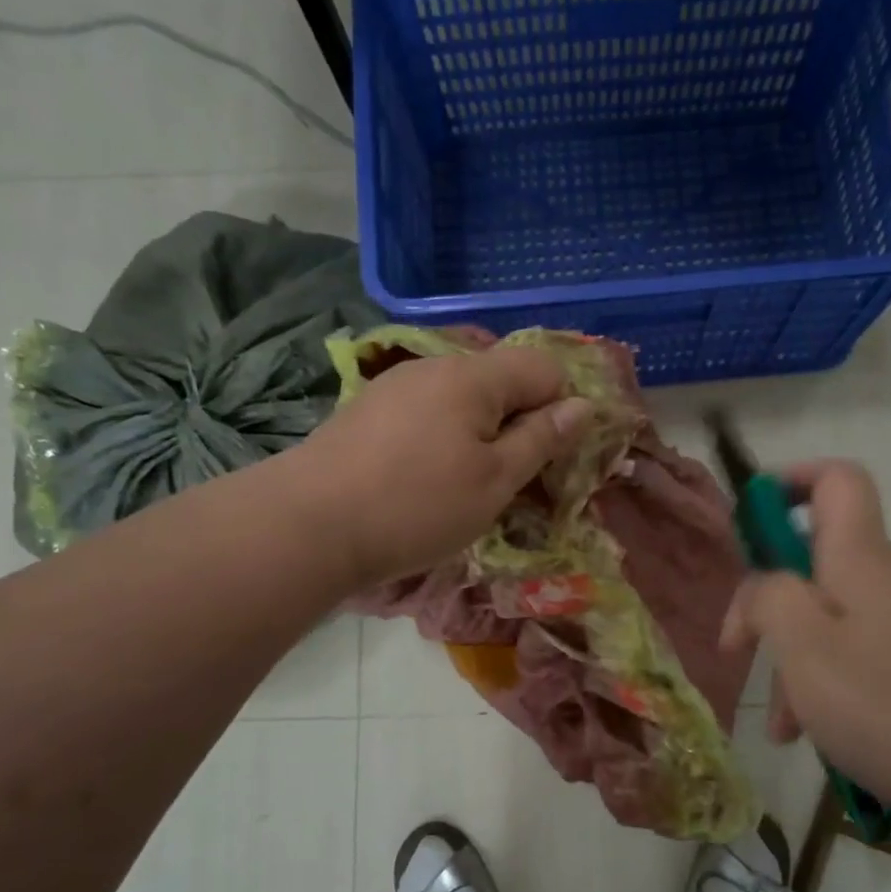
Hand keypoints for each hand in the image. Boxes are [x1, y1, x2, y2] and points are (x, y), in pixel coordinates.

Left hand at [291, 345, 592, 588]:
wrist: (308, 525)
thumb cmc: (417, 506)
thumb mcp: (495, 480)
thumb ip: (542, 439)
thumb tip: (582, 406)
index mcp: (474, 375)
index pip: (545, 368)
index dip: (562, 409)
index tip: (554, 459)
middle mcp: (436, 366)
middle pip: (503, 380)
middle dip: (521, 423)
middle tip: (515, 479)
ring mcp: (397, 385)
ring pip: (464, 398)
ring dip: (482, 433)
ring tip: (468, 485)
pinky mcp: (370, 409)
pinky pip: (429, 412)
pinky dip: (445, 438)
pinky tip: (427, 478)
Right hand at [721, 461, 890, 815]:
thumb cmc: (886, 706)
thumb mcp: (803, 646)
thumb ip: (767, 597)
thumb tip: (763, 587)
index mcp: (860, 558)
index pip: (836, 480)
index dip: (790, 482)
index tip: (751, 525)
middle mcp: (884, 579)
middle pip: (814, 560)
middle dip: (769, 600)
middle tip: (740, 647)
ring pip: (826, 618)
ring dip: (790, 658)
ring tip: (779, 724)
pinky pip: (851, 655)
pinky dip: (821, 683)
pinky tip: (808, 737)